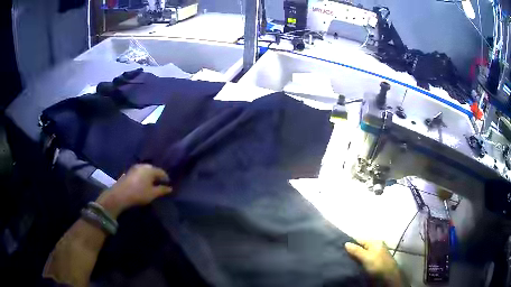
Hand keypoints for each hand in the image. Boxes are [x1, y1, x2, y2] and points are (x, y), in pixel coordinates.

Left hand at [96, 164, 172, 218]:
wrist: (120, 195)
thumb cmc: (139, 193)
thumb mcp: (153, 194)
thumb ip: (162, 190)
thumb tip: (170, 188)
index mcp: (150, 169)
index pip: (161, 172)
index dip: (166, 178)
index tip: (168, 184)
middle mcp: (143, 166)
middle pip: (153, 170)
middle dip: (157, 176)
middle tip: (160, 184)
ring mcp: (135, 168)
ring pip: (145, 171)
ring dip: (149, 176)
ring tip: (152, 184)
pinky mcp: (129, 172)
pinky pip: (139, 173)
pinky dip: (143, 177)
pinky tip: (143, 184)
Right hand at [345, 240, 405, 286]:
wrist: (389, 278)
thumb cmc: (378, 265)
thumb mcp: (366, 257)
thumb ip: (356, 250)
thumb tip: (346, 243)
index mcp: (376, 242)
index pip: (360, 240)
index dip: (350, 244)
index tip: (339, 248)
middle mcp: (377, 247)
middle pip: (361, 247)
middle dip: (352, 251)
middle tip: (340, 256)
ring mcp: (377, 255)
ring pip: (363, 255)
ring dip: (355, 258)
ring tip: (345, 262)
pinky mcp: (376, 264)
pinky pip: (365, 261)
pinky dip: (359, 263)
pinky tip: (353, 266)